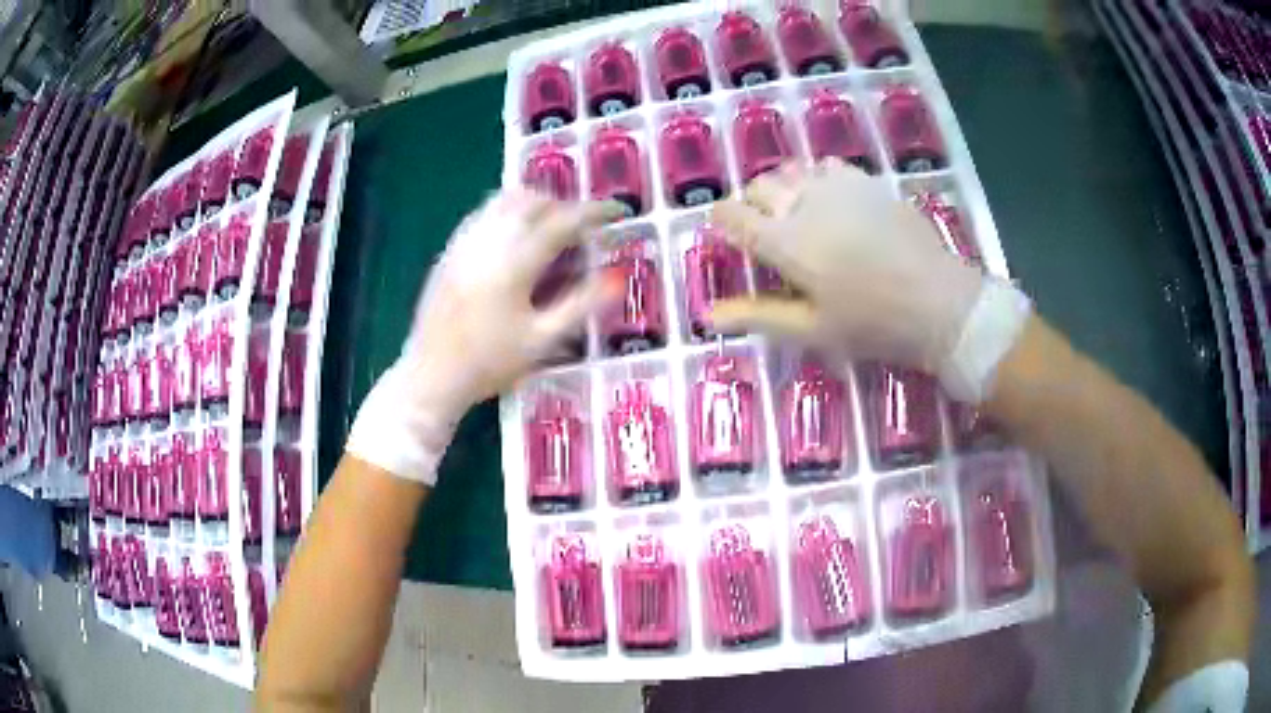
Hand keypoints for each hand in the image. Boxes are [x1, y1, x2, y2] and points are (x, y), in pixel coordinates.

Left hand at [347, 189, 622, 483]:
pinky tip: (514, 236)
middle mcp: (488, 243)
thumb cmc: (490, 364)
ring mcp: (464, 244)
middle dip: (563, 204)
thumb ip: (581, 306)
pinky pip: (482, 214)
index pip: (562, 222)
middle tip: (582, 226)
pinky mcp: (449, 252)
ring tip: (550, 226)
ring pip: (503, 201)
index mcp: (514, 263)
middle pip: (531, 200)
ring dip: (533, 203)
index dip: (594, 212)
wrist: (431, 377)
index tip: (616, 212)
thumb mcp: (542, 341)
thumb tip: (617, 278)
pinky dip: (506, 212)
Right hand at [710, 159, 983, 373]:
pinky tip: (830, 201)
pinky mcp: (868, 183)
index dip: (722, 222)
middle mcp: (805, 203)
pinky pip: (827, 167)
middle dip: (752, 205)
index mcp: (785, 242)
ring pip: (792, 171)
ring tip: (796, 215)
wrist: (940, 305)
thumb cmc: (873, 325)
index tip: (729, 235)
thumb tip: (708, 314)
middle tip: (766, 234)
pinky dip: (816, 179)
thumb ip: (757, 316)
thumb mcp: (812, 330)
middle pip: (759, 186)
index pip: (732, 215)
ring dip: (783, 188)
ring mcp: (839, 187)